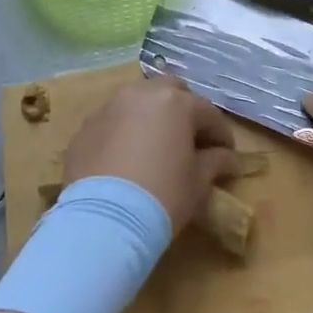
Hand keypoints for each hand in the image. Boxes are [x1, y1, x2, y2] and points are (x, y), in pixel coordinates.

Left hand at [63, 78, 237, 230]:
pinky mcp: (84, 129)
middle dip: (183, 110)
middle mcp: (140, 95)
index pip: (208, 113)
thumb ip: (216, 161)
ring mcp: (108, 109)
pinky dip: (123, 132)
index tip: (227, 154)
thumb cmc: (163, 195)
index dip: (221, 134)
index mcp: (175, 102)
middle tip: (190, 140)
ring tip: (155, 145)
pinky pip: (112, 123)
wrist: (103, 221)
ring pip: (137, 102)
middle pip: (170, 91)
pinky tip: (126, 158)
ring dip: (151, 117)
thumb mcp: (198, 181)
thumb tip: (228, 158)